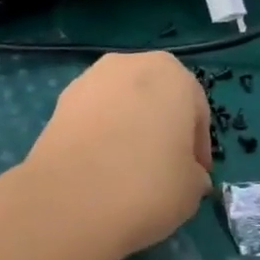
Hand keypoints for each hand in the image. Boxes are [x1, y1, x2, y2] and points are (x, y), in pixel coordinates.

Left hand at [19, 53, 212, 259]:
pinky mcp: (61, 99)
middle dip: (162, 127)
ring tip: (128, 168)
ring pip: (122, 103)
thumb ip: (194, 172)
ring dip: (129, 126)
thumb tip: (188, 174)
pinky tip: (100, 165)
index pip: (196, 109)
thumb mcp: (192, 187)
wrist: (72, 195)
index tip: (196, 175)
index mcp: (172, 74)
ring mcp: (90, 78)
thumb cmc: (149, 183)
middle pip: (156, 97)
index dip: (198, 145)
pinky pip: (94, 115)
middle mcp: (130, 63)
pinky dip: (101, 133)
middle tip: (164, 167)